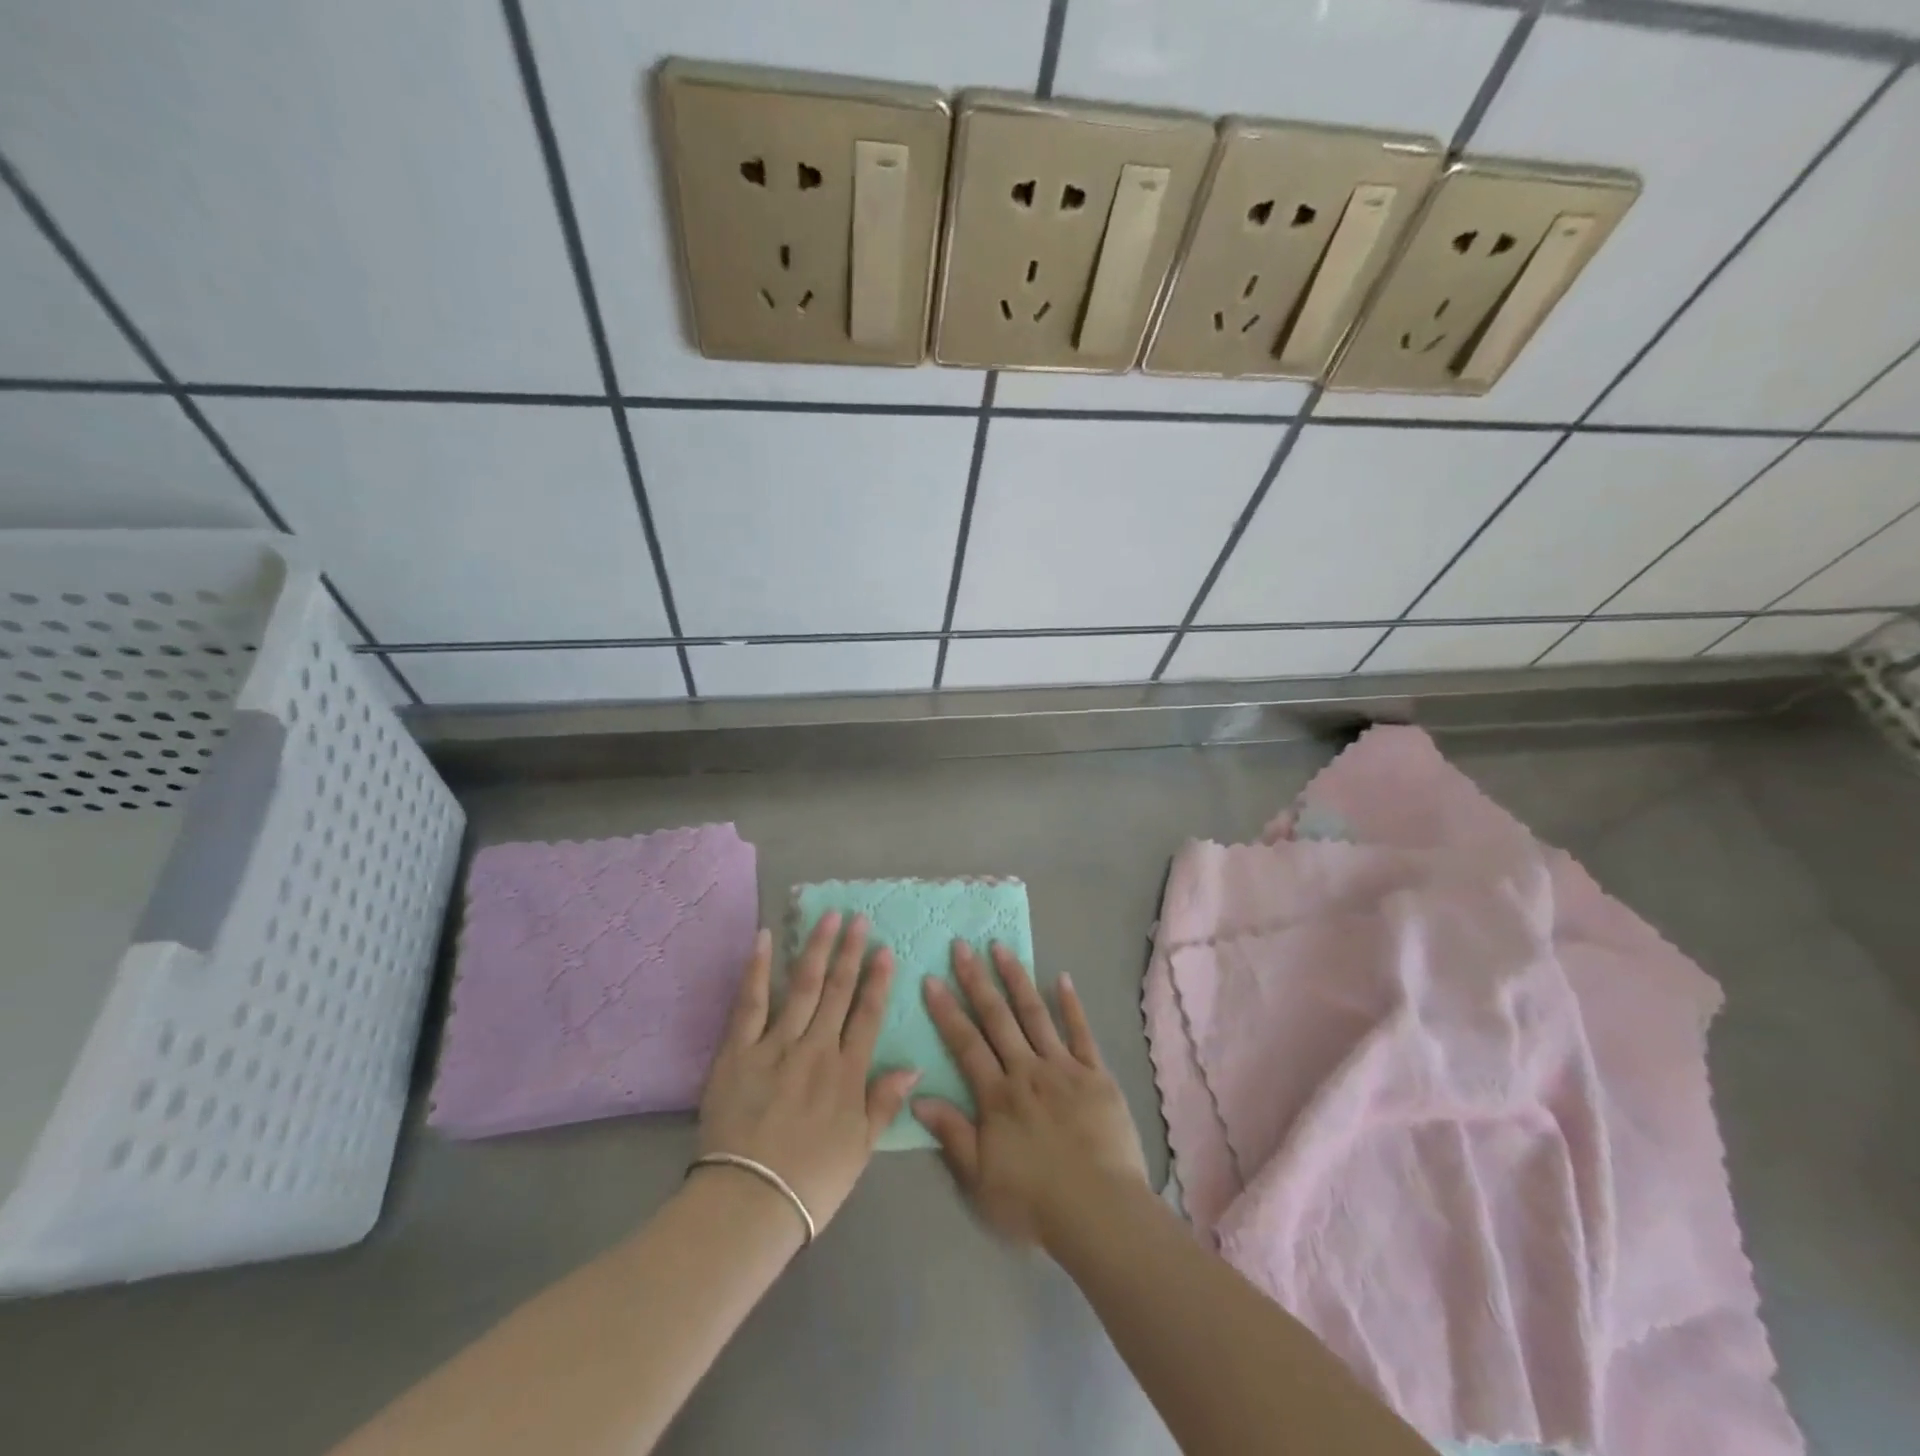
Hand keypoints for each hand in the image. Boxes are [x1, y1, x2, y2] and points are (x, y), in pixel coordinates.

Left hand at [698, 913, 918, 1232]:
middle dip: (850, 953)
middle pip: (837, 992)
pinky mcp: (738, 1052)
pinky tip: (765, 939)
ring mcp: (775, 1046)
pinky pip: (750, 1004)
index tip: (884, 950)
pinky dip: (758, 969)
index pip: (867, 1016)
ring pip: (802, 988)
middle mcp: (816, 1050)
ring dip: (816, 950)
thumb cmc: (811, 1182)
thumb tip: (912, 1066)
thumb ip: (884, 1103)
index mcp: (846, 1074)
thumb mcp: (861, 1149)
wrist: (750, 1203)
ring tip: (827, 917)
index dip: (877, 981)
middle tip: (858, 919)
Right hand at [914, 942, 1148, 1249]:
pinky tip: (1062, 978)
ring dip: (1016, 979)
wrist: (1100, 1211)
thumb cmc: (1034, 1201)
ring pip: (1035, 1014)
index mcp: (997, 1095)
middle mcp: (1027, 1070)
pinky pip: (1082, 1032)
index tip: (932, 978)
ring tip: (1001, 948)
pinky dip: (1071, 1004)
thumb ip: (951, 1133)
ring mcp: (1064, 1067)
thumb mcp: (980, 1178)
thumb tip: (917, 1096)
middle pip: (997, 1018)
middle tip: (962, 946)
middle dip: (976, 980)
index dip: (946, 1011)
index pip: (965, 1043)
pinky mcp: (1096, 1074)